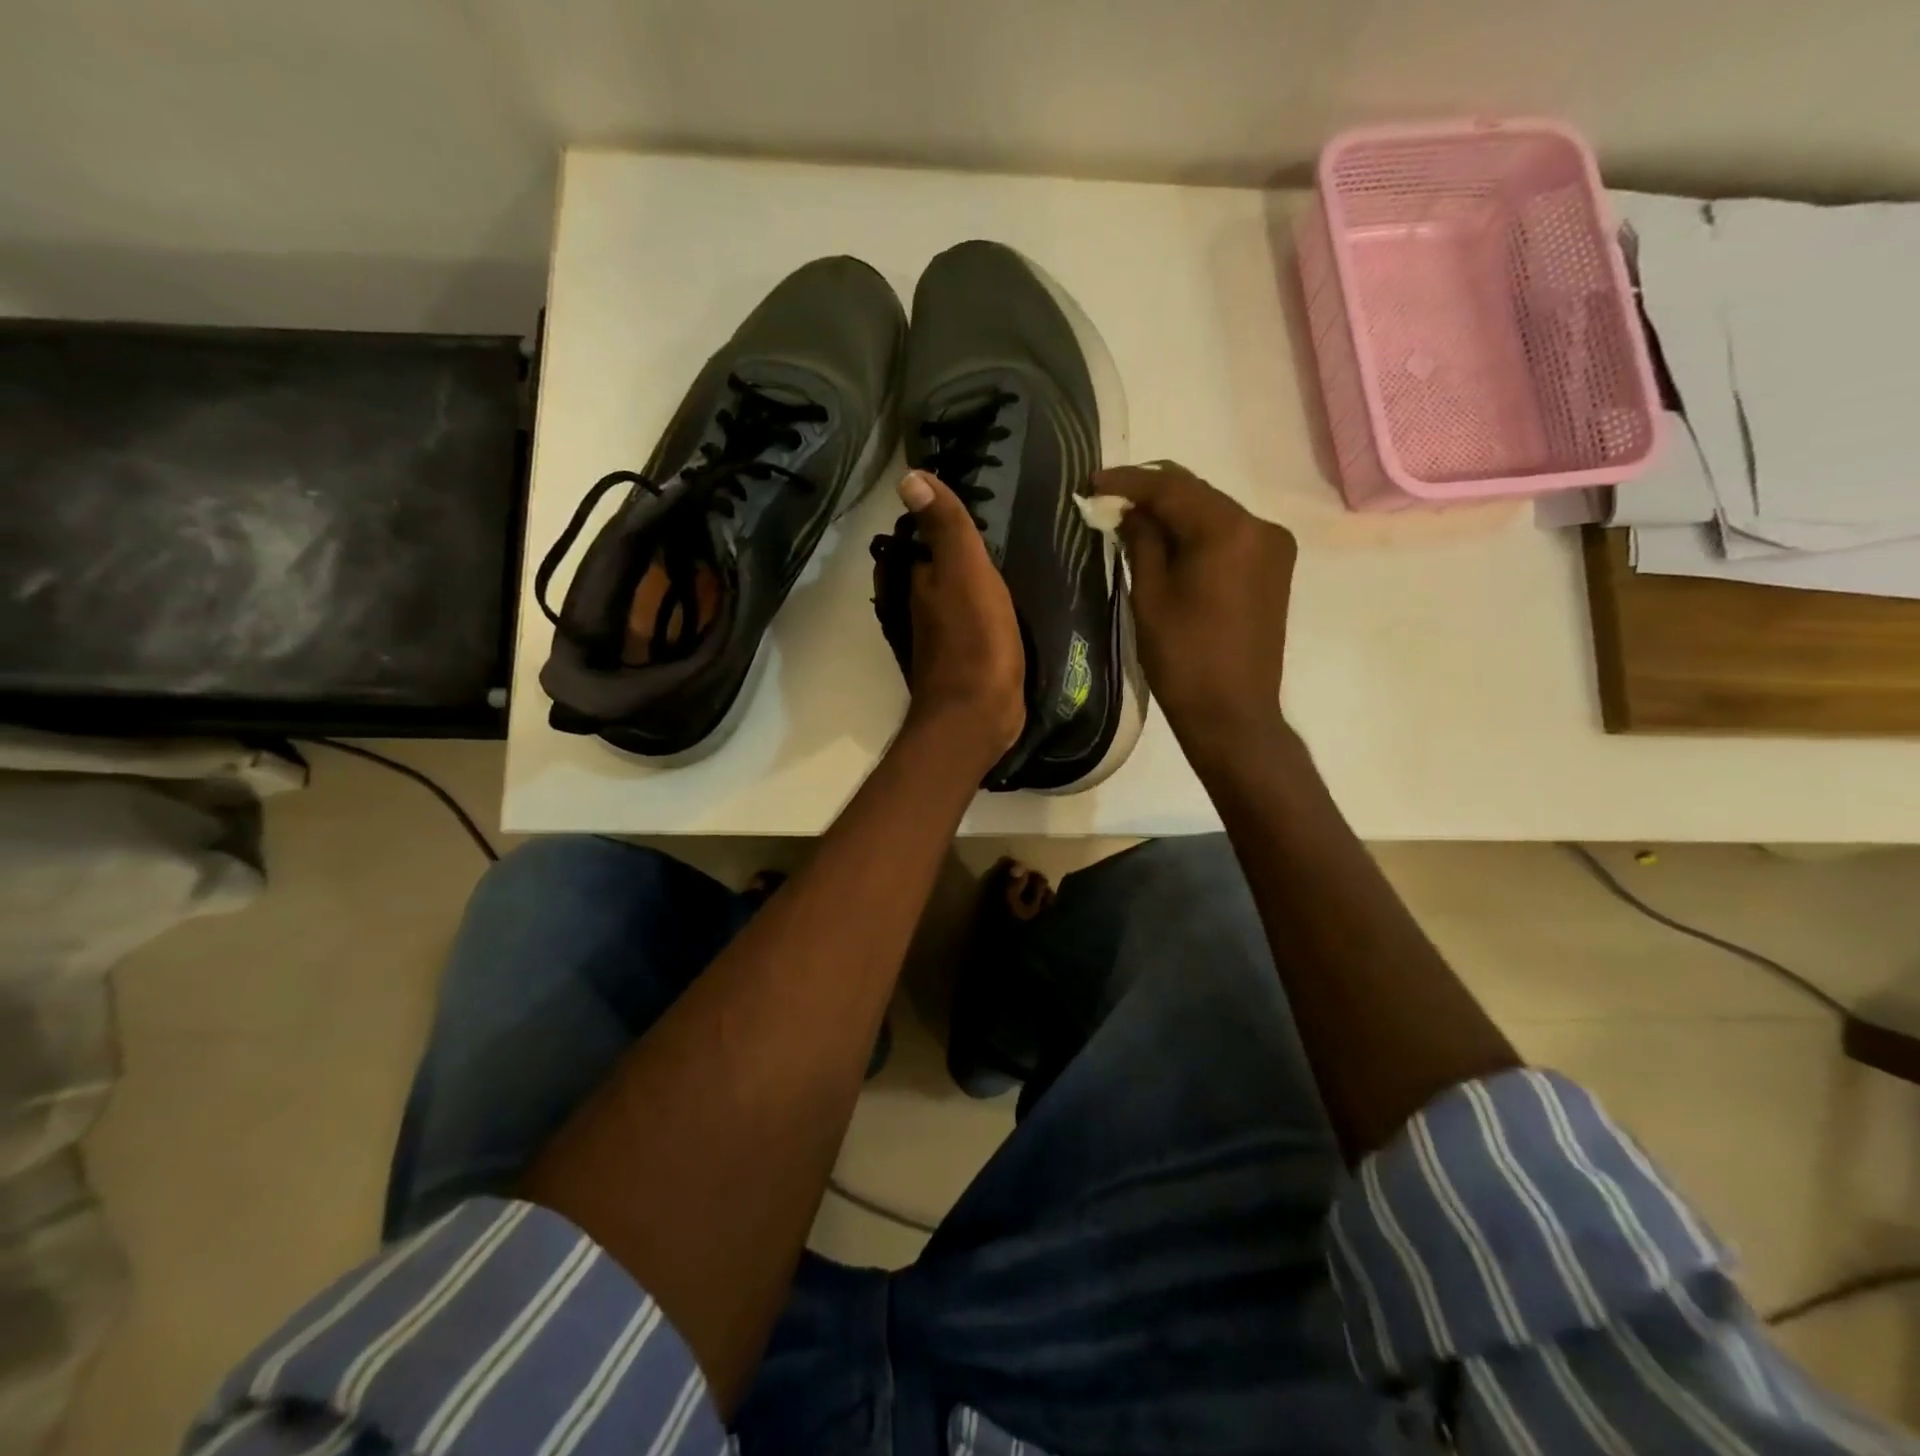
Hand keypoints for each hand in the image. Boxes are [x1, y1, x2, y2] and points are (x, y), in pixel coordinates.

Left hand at [891, 470, 1025, 767]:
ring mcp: (944, 635)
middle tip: (994, 523)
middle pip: (938, 566)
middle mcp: (925, 605)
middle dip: (956, 546)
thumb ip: (945, 528)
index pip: (923, 537)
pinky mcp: (967, 659)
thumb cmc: (974, 641)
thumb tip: (909, 476)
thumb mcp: (963, 573)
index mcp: (922, 581)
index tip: (968, 496)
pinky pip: (974, 621)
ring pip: (956, 594)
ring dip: (972, 577)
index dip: (940, 517)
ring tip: (1007, 555)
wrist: (977, 717)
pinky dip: (985, 608)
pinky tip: (1008, 603)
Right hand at [1095, 461, 1295, 763]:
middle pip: (1197, 493)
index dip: (1128, 482)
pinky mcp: (1274, 568)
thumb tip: (1129, 511)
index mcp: (1228, 530)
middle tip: (1108, 500)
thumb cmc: (1183, 659)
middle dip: (1151, 493)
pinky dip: (1197, 532)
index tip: (1091, 483)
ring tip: (1132, 522)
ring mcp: (1273, 546)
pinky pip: (1228, 534)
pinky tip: (1168, 544)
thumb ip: (1141, 542)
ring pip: (1213, 512)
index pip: (1171, 487)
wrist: (1232, 713)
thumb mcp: (1150, 597)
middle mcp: (1259, 526)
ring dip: (1174, 512)